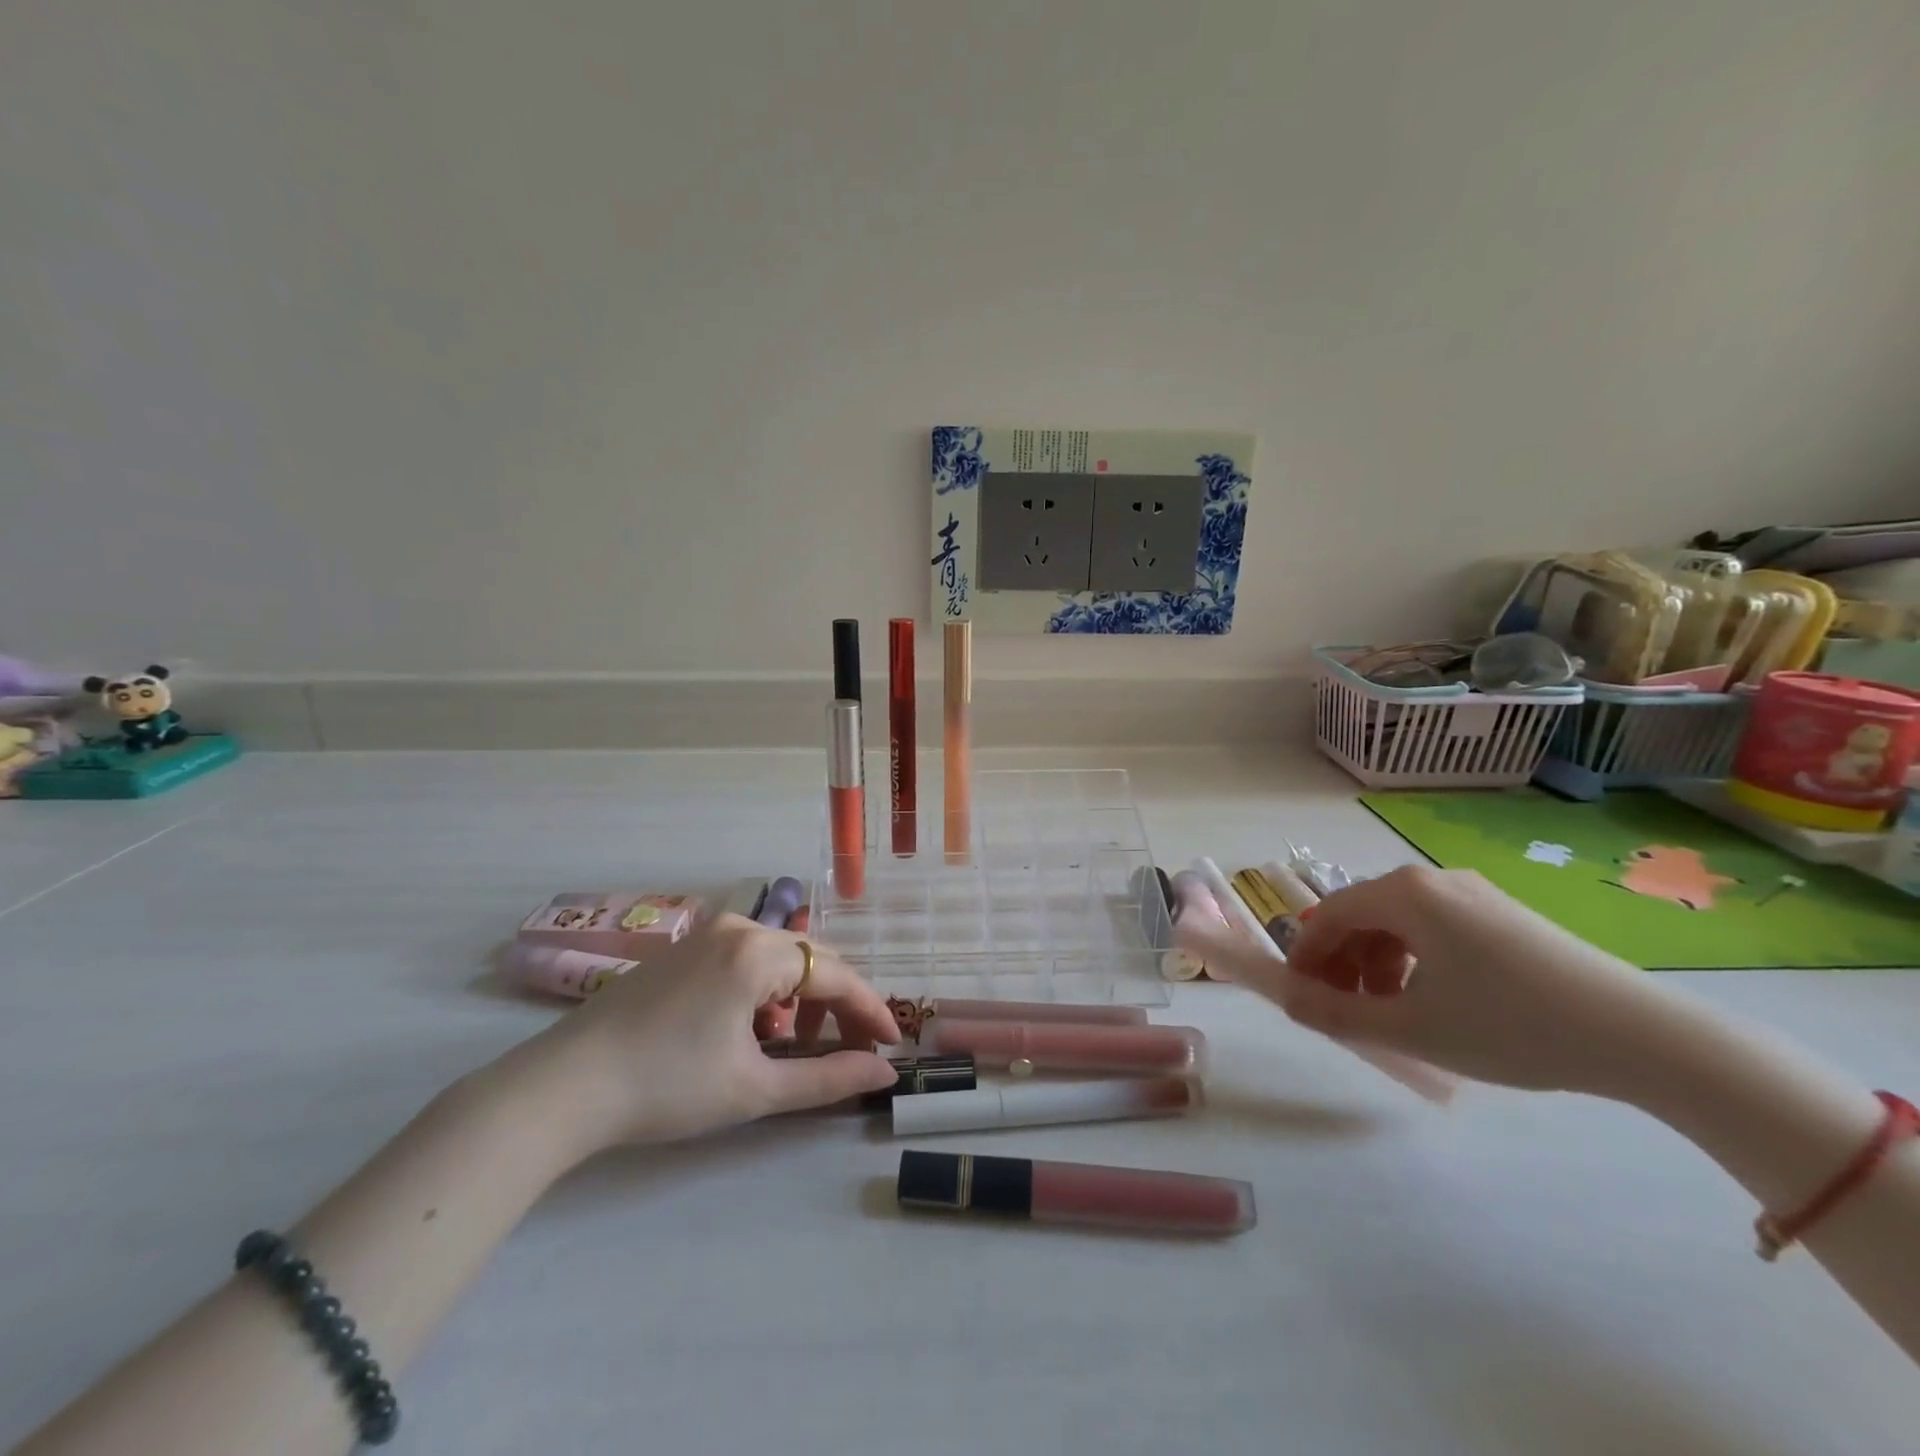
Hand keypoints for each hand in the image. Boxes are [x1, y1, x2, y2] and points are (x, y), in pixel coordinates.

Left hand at [522, 915, 900, 1153]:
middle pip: (810, 960)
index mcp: (758, 953)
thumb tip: (883, 1072)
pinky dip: (766, 991)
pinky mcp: (685, 949)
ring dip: (799, 999)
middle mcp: (738, 927)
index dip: (869, 1010)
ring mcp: (708, 934)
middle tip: (851, 1050)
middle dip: (836, 1005)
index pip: (835, 976)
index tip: (892, 1045)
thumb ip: (827, 1078)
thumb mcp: (754, 1089)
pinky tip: (752, 1030)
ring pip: (779, 959)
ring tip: (792, 1046)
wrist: (563, 1087)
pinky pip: (747, 959)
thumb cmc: (666, 1086)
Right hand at [1179, 865, 1680, 1095]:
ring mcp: (1474, 894)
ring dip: (1376, 965)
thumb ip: (1335, 1014)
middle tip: (1342, 1012)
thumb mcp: (1410, 1028)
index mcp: (1403, 893)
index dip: (1306, 958)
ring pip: (1399, 924)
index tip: (1301, 999)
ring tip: (1388, 1013)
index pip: (1328, 916)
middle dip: (1342, 964)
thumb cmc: (1510, 1025)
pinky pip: (1435, 929)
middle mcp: (1433, 880)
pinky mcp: (1504, 914)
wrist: (1642, 1036)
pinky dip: (1415, 960)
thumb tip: (1286, 1001)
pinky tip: (1433, 1001)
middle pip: (1362, 916)